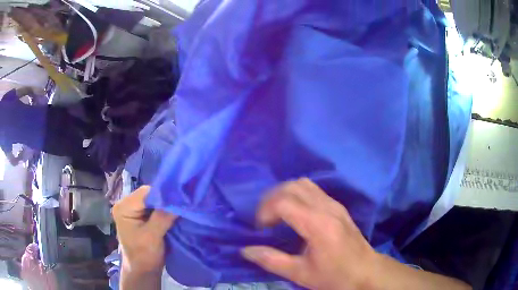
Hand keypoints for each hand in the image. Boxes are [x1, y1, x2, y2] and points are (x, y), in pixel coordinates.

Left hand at [113, 186, 176, 274]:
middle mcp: (127, 204)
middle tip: (183, 205)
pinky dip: (165, 211)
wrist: (143, 271)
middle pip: (150, 195)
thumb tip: (179, 200)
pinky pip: (156, 208)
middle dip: (166, 200)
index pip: (146, 193)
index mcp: (123, 207)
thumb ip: (163, 217)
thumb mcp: (152, 236)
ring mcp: (134, 210)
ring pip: (154, 201)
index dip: (164, 195)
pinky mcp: (141, 216)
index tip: (181, 199)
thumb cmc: (144, 256)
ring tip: (181, 209)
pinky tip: (175, 214)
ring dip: (167, 206)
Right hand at [242, 178, 374, 289]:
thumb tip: (245, 250)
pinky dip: (297, 195)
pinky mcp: (338, 207)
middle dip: (271, 198)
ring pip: (303, 184)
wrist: (366, 272)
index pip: (284, 202)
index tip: (260, 229)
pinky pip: (313, 190)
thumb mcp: (301, 274)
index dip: (265, 211)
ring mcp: (335, 204)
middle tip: (264, 219)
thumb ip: (272, 260)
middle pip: (292, 186)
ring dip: (284, 194)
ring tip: (276, 214)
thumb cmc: (335, 276)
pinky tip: (294, 213)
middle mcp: (327, 207)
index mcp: (318, 224)